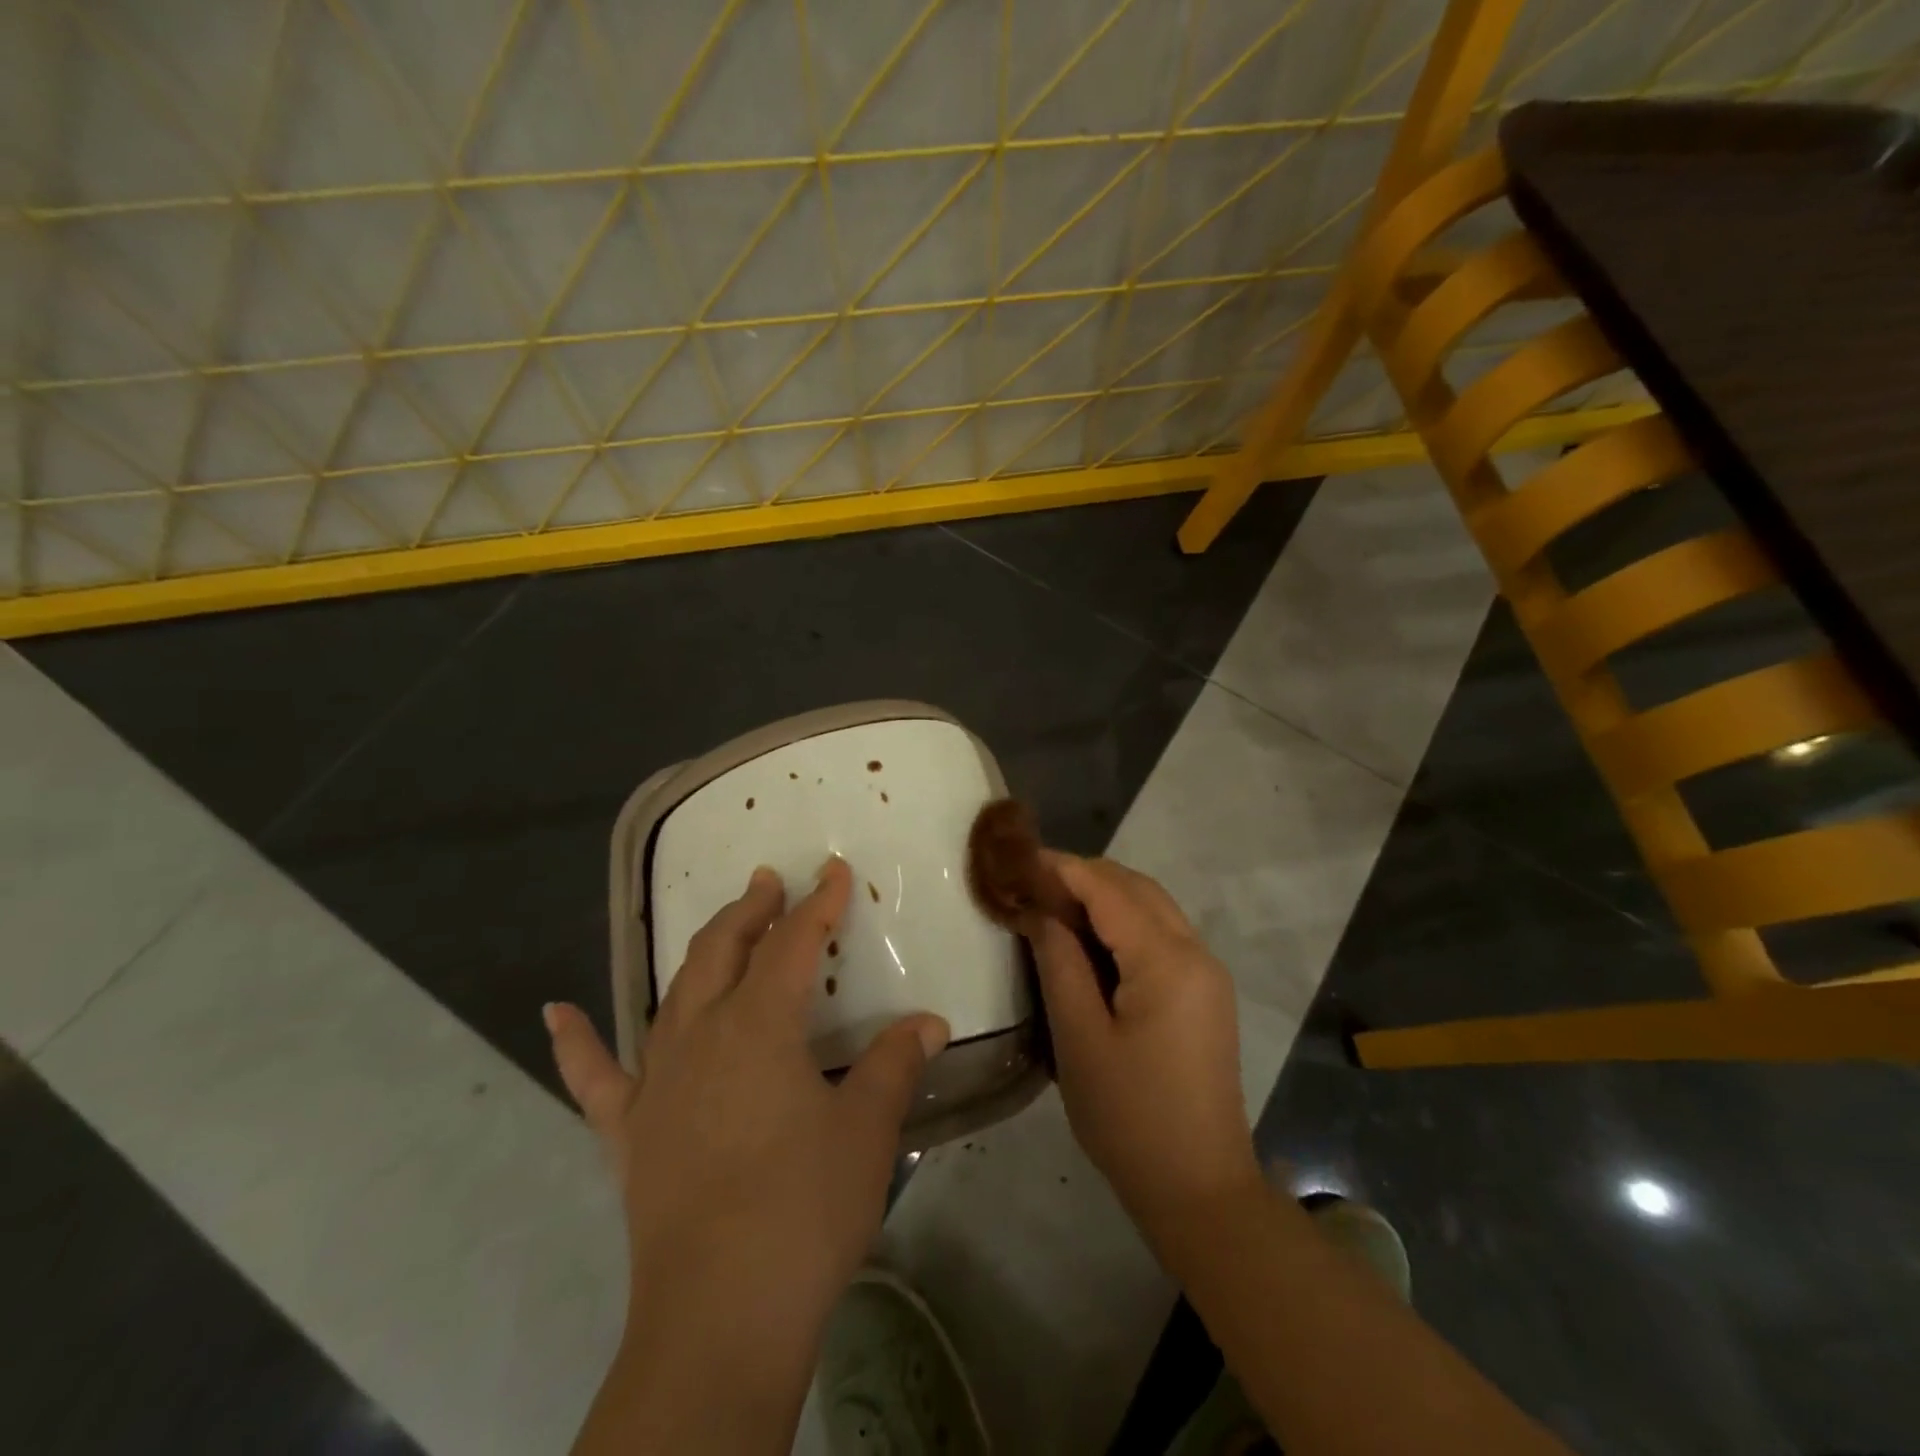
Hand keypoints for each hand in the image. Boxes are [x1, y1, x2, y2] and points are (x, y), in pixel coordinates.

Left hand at [546, 857, 948, 1449]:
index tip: (834, 871)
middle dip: (752, 911)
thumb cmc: (803, 1211)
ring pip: (675, 993)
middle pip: (723, 951)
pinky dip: (576, 1041)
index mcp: (759, 1026)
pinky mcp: (627, 1132)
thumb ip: (895, 1065)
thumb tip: (930, 1023)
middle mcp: (700, 1035)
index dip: (818, 904)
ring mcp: (655, 1082)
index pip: (793, 944)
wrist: (720, 1318)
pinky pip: (595, 1076)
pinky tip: (557, 1011)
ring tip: (724, 923)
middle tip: (770, 882)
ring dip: (702, 951)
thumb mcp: (868, 1131)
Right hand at [1029, 854, 1261, 1233]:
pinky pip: (1162, 935)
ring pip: (1153, 907)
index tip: (1018, 860)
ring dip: (1104, 896)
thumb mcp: (1080, 1038)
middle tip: (1030, 884)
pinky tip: (1089, 939)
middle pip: (1136, 887)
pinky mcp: (1206, 993)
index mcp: (1168, 961)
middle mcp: (1197, 952)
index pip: (1109, 889)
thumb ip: (1059, 962)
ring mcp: (1207, 973)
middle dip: (1083, 876)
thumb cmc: (1129, 1117)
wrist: (1200, 1190)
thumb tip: (1040, 911)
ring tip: (1052, 906)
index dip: (1062, 868)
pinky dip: (1124, 923)